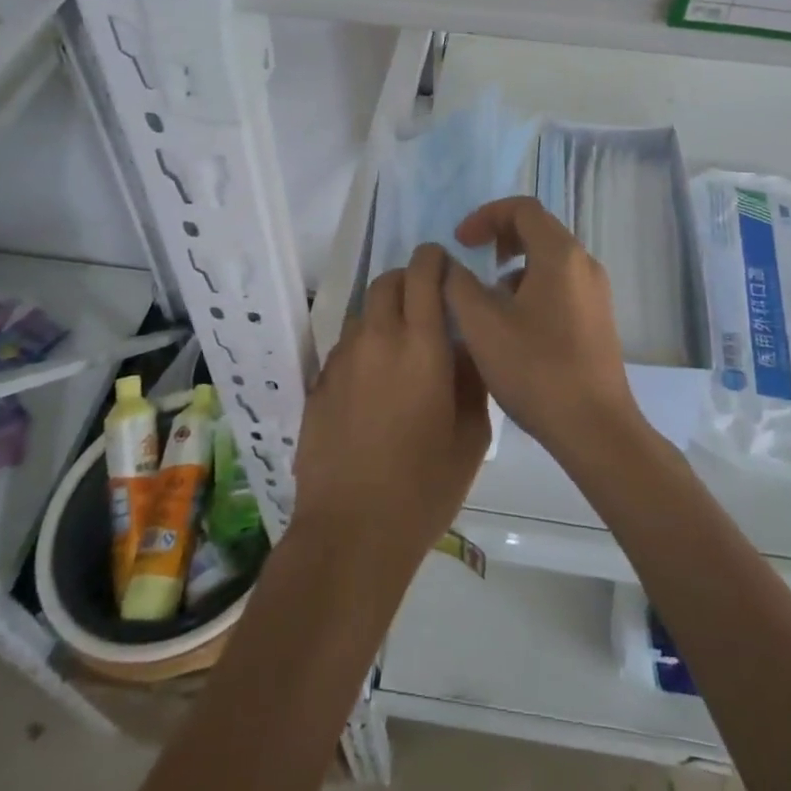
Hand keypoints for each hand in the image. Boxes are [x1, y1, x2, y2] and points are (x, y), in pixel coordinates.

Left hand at [293, 244, 490, 571]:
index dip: (435, 259)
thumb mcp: (471, 436)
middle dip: (408, 280)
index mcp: (421, 344)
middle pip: (387, 280)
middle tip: (426, 305)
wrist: (351, 531)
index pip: (423, 272)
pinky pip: (346, 346)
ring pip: (364, 312)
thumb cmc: (424, 487)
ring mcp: (342, 359)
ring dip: (385, 314)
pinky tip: (374, 384)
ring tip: (401, 349)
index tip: (447, 269)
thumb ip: (471, 378)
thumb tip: (463, 347)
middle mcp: (377, 338)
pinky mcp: (319, 382)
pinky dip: (364, 347)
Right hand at [443, 197, 640, 463]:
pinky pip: (560, 284)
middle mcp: (584, 264)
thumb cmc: (536, 369)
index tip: (461, 242)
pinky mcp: (598, 318)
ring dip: (515, 265)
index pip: (522, 208)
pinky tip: (514, 325)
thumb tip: (449, 264)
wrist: (595, 428)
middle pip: (539, 229)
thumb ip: (458, 285)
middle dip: (500, 237)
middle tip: (472, 259)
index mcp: (559, 254)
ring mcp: (595, 292)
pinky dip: (532, 286)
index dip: (486, 216)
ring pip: (549, 259)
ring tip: (488, 298)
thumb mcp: (482, 325)